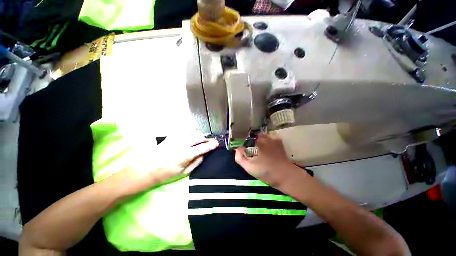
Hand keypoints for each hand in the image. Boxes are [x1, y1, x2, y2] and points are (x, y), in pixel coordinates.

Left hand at [151, 134, 218, 183]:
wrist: (147, 168)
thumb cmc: (166, 173)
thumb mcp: (184, 173)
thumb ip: (196, 163)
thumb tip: (203, 155)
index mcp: (186, 154)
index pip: (203, 147)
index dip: (211, 145)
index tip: (216, 144)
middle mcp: (182, 143)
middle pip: (199, 136)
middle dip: (206, 139)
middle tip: (208, 143)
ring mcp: (176, 138)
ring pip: (193, 131)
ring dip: (198, 135)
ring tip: (198, 141)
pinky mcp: (172, 135)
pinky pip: (185, 129)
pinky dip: (190, 131)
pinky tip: (190, 135)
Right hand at [235, 134, 300, 186]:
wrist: (286, 176)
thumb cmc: (266, 172)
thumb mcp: (249, 168)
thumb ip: (240, 158)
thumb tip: (237, 149)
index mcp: (257, 143)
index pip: (245, 138)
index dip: (242, 142)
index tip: (240, 148)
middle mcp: (265, 138)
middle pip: (253, 136)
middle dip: (250, 141)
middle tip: (248, 149)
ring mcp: (273, 139)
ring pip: (261, 136)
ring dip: (257, 140)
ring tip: (256, 149)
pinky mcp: (279, 142)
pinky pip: (269, 137)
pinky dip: (265, 140)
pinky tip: (265, 148)